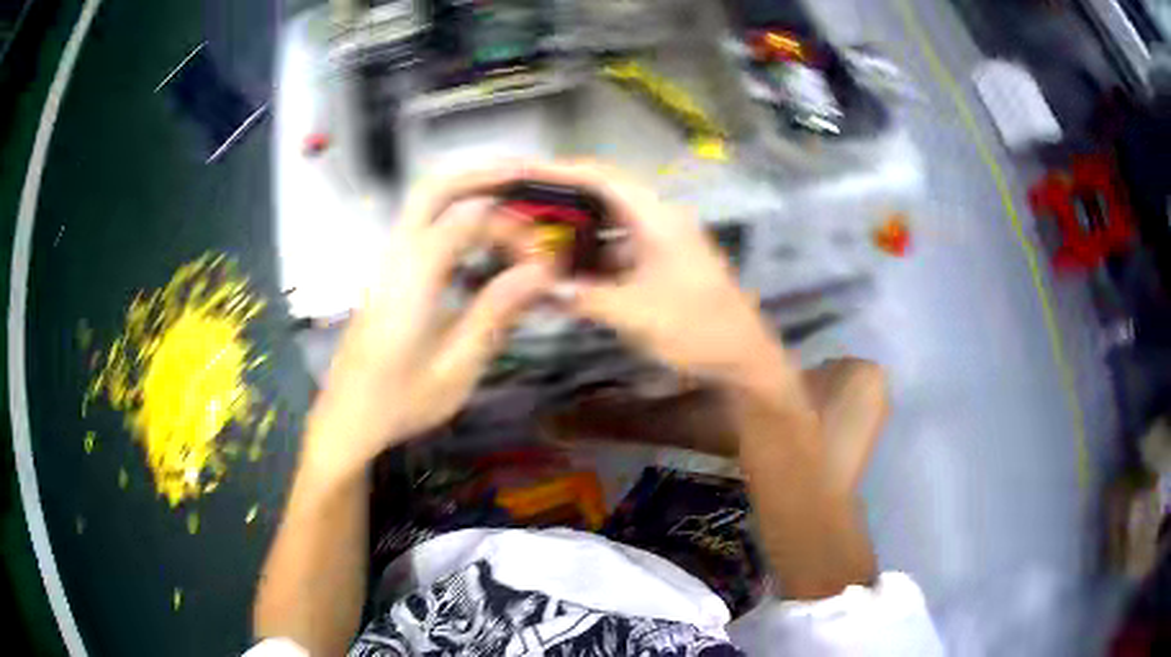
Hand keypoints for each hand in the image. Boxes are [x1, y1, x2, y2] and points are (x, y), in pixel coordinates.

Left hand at [303, 168, 554, 479]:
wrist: (346, 419)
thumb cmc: (399, 402)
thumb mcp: (456, 368)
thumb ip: (496, 312)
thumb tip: (541, 272)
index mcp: (411, 279)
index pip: (467, 220)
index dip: (511, 226)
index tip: (541, 257)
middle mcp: (394, 257)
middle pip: (434, 188)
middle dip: (483, 175)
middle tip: (527, 179)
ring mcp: (385, 262)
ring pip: (423, 202)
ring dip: (469, 191)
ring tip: (512, 200)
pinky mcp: (386, 273)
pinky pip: (420, 225)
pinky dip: (454, 213)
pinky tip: (480, 237)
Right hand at [523, 162, 784, 385]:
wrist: (742, 360)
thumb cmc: (696, 330)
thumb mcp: (635, 313)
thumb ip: (584, 296)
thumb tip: (540, 288)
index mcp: (657, 218)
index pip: (601, 177)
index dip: (559, 171)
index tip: (521, 174)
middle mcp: (658, 220)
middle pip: (602, 196)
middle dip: (560, 200)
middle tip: (520, 207)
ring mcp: (660, 243)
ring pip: (607, 225)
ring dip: (574, 231)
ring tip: (534, 238)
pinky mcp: (660, 265)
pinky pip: (616, 251)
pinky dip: (590, 259)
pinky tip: (564, 273)